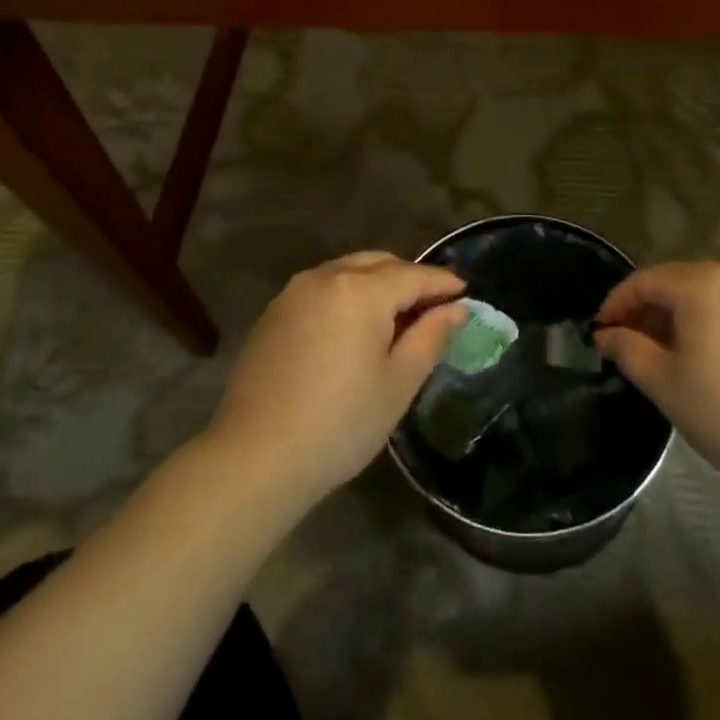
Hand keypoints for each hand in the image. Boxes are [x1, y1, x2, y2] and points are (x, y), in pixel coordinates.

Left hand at [207, 251, 465, 506]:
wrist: (254, 456)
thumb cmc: (340, 423)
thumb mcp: (398, 383)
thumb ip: (430, 337)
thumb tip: (456, 308)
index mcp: (362, 290)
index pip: (414, 275)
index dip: (443, 283)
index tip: (465, 293)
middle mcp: (327, 276)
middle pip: (380, 263)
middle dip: (409, 279)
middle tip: (432, 307)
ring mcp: (295, 291)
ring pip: (348, 270)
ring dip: (377, 283)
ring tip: (394, 317)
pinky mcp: (274, 311)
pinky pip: (323, 287)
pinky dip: (347, 294)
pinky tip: (352, 328)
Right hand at [594, 261, 719, 495]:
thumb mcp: (666, 385)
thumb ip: (628, 351)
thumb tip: (607, 334)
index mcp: (699, 284)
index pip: (643, 280)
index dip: (616, 304)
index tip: (600, 332)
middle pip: (676, 283)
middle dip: (648, 311)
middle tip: (632, 346)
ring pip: (708, 296)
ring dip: (681, 318)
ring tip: (671, 356)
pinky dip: (713, 325)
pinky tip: (715, 362)